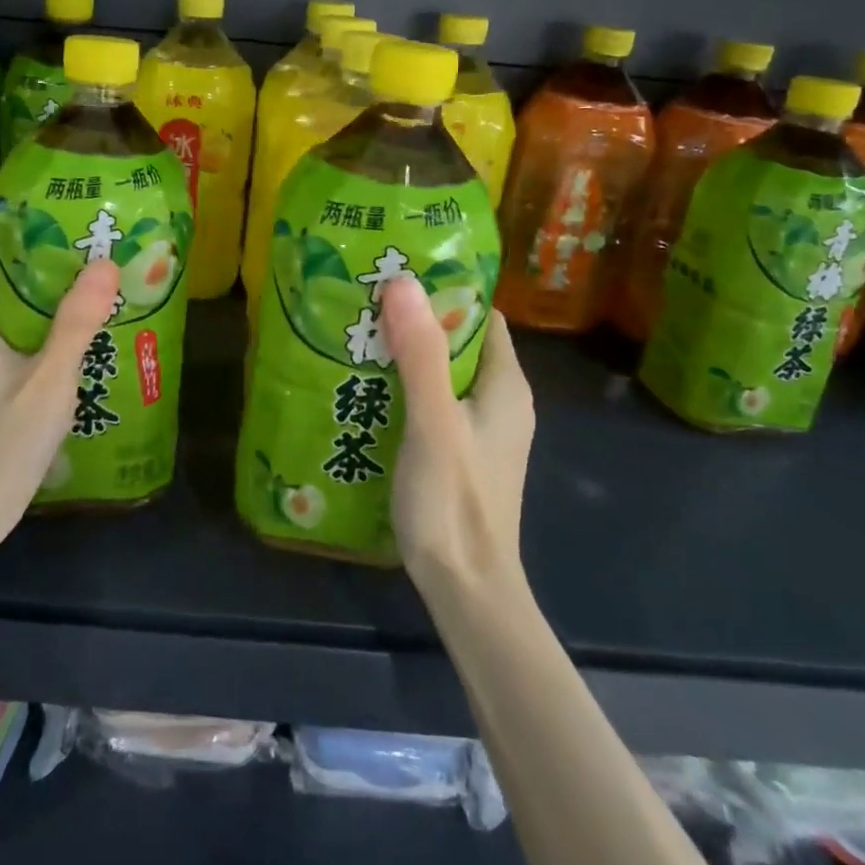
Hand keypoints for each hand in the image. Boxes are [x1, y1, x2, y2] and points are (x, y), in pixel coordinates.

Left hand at [0, 244, 121, 544]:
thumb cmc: (3, 443)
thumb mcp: (51, 379)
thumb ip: (77, 321)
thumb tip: (105, 263)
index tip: (40, 232)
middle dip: (19, 272)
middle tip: (68, 263)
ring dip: (19, 308)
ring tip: (67, 303)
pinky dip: (14, 339)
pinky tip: (49, 356)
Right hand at [381, 276, 534, 592]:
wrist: (466, 590)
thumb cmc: (455, 503)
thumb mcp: (434, 423)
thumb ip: (420, 354)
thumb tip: (403, 281)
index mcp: (506, 385)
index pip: (481, 315)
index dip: (445, 291)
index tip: (398, 274)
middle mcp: (501, 401)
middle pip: (458, 342)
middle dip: (416, 320)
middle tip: (365, 302)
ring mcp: (481, 429)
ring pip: (443, 373)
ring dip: (406, 354)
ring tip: (357, 336)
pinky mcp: (460, 452)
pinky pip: (433, 402)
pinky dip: (404, 388)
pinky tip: (367, 388)